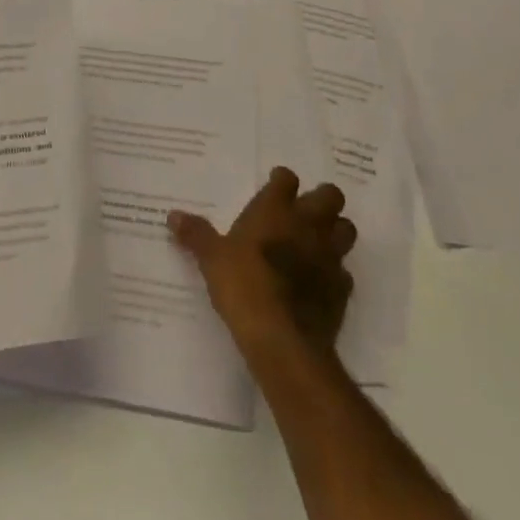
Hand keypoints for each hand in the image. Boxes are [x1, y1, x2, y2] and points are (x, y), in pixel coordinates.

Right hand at [168, 167, 355, 359]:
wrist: (283, 340)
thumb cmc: (244, 286)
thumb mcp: (212, 259)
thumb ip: (196, 235)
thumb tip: (172, 215)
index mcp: (275, 210)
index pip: (287, 179)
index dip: (282, 181)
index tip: (275, 186)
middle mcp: (307, 225)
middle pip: (330, 195)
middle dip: (322, 199)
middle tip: (304, 211)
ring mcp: (329, 256)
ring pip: (346, 229)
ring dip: (336, 231)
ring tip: (317, 241)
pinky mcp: (341, 289)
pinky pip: (345, 272)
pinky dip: (335, 273)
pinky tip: (320, 282)